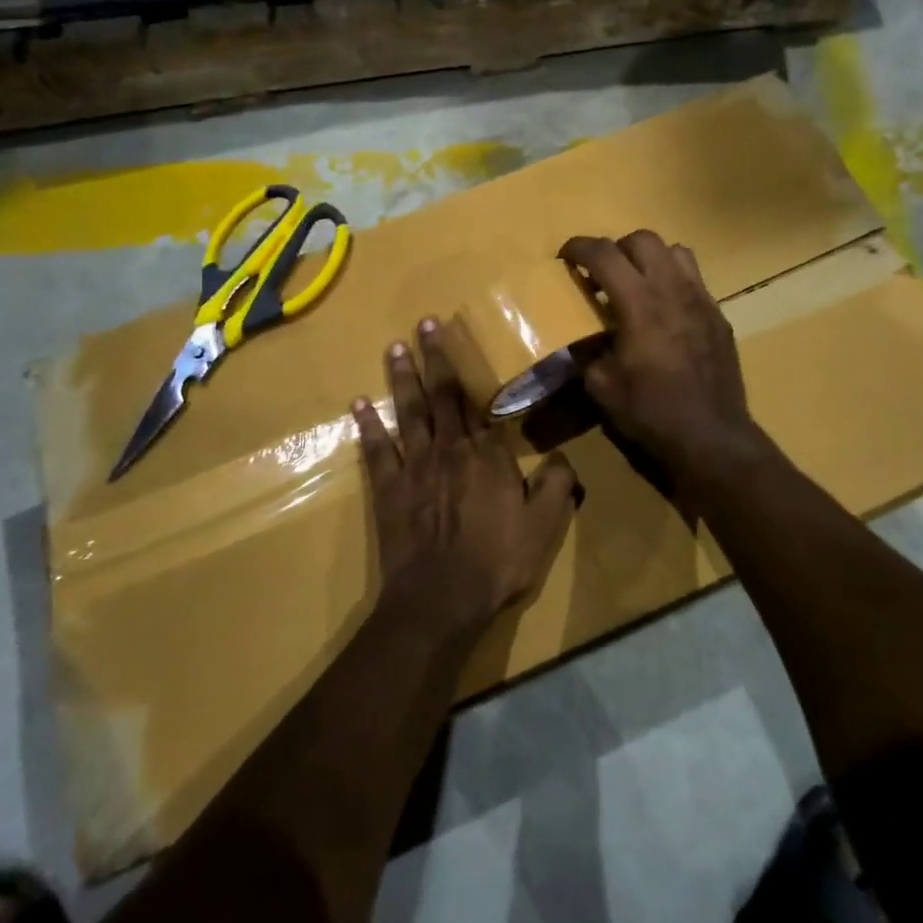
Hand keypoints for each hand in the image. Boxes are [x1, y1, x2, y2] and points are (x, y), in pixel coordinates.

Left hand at [353, 319, 580, 632]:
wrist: (440, 598)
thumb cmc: (496, 561)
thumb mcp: (542, 527)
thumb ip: (555, 486)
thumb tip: (563, 457)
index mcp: (487, 455)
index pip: (478, 403)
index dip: (468, 369)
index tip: (459, 340)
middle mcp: (449, 449)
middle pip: (441, 395)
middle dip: (433, 357)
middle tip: (424, 324)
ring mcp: (415, 466)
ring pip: (408, 412)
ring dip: (401, 379)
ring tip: (395, 348)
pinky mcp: (389, 488)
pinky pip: (377, 450)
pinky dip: (368, 425)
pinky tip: (358, 404)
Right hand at [559, 231, 762, 479]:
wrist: (711, 436)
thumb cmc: (651, 411)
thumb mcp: (601, 386)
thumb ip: (587, 352)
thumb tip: (581, 340)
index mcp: (639, 304)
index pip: (605, 254)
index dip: (579, 247)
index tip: (565, 256)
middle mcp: (673, 290)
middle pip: (643, 239)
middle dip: (616, 248)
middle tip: (602, 275)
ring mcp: (702, 300)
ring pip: (675, 251)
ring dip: (649, 258)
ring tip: (637, 284)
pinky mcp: (719, 316)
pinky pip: (694, 280)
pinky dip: (672, 281)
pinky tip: (664, 312)